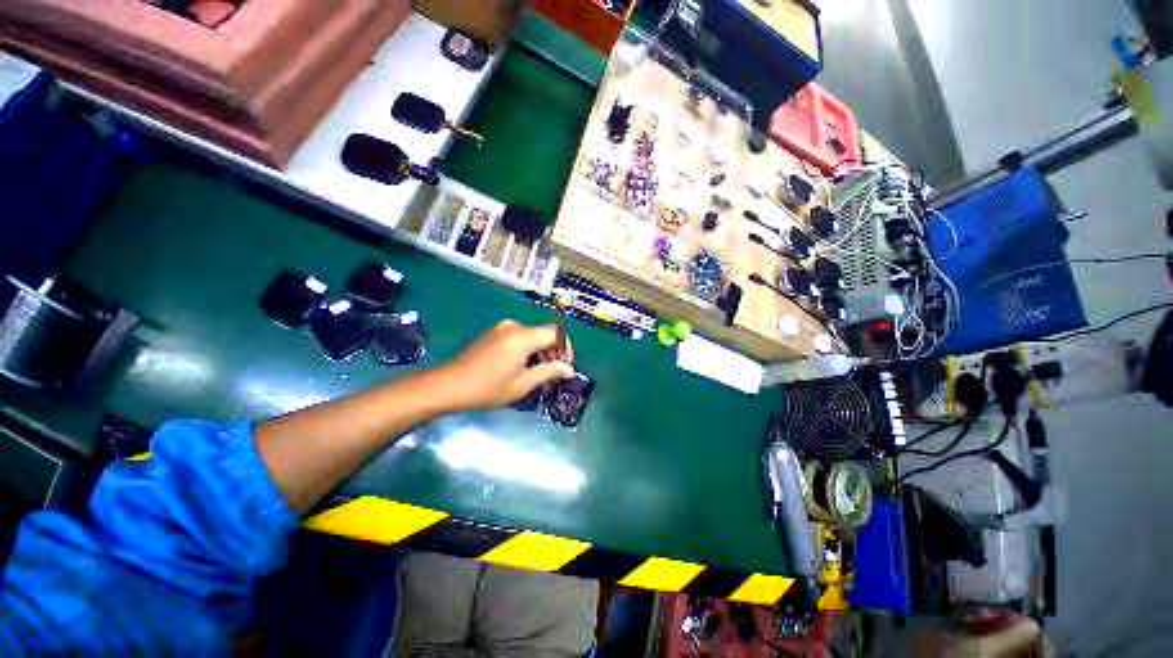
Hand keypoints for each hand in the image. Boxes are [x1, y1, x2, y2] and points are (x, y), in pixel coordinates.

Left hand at [436, 320, 573, 410]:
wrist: (449, 385)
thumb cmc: (489, 388)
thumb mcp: (523, 383)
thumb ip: (549, 372)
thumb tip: (569, 369)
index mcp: (523, 336)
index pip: (555, 333)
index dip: (565, 348)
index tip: (565, 367)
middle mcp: (514, 326)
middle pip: (544, 333)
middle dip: (553, 352)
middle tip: (555, 373)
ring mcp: (502, 328)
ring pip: (532, 336)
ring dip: (541, 352)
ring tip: (540, 373)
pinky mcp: (494, 334)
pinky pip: (520, 337)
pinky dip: (528, 350)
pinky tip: (524, 367)